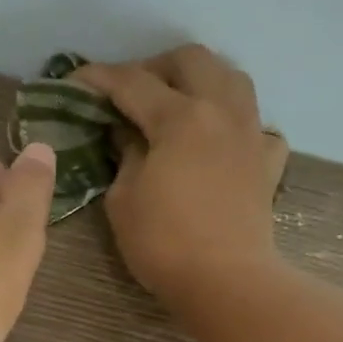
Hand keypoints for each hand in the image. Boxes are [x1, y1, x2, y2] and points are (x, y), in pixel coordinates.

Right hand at [74, 45, 288, 299]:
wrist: (225, 281)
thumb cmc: (163, 243)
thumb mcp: (123, 200)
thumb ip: (124, 155)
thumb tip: (126, 133)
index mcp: (180, 117)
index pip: (132, 82)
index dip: (99, 78)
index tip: (74, 82)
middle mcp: (221, 110)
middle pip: (191, 60)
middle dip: (155, 67)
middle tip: (131, 93)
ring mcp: (251, 133)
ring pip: (232, 78)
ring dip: (201, 81)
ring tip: (178, 105)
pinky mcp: (268, 162)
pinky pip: (257, 126)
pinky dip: (236, 125)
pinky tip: (221, 143)